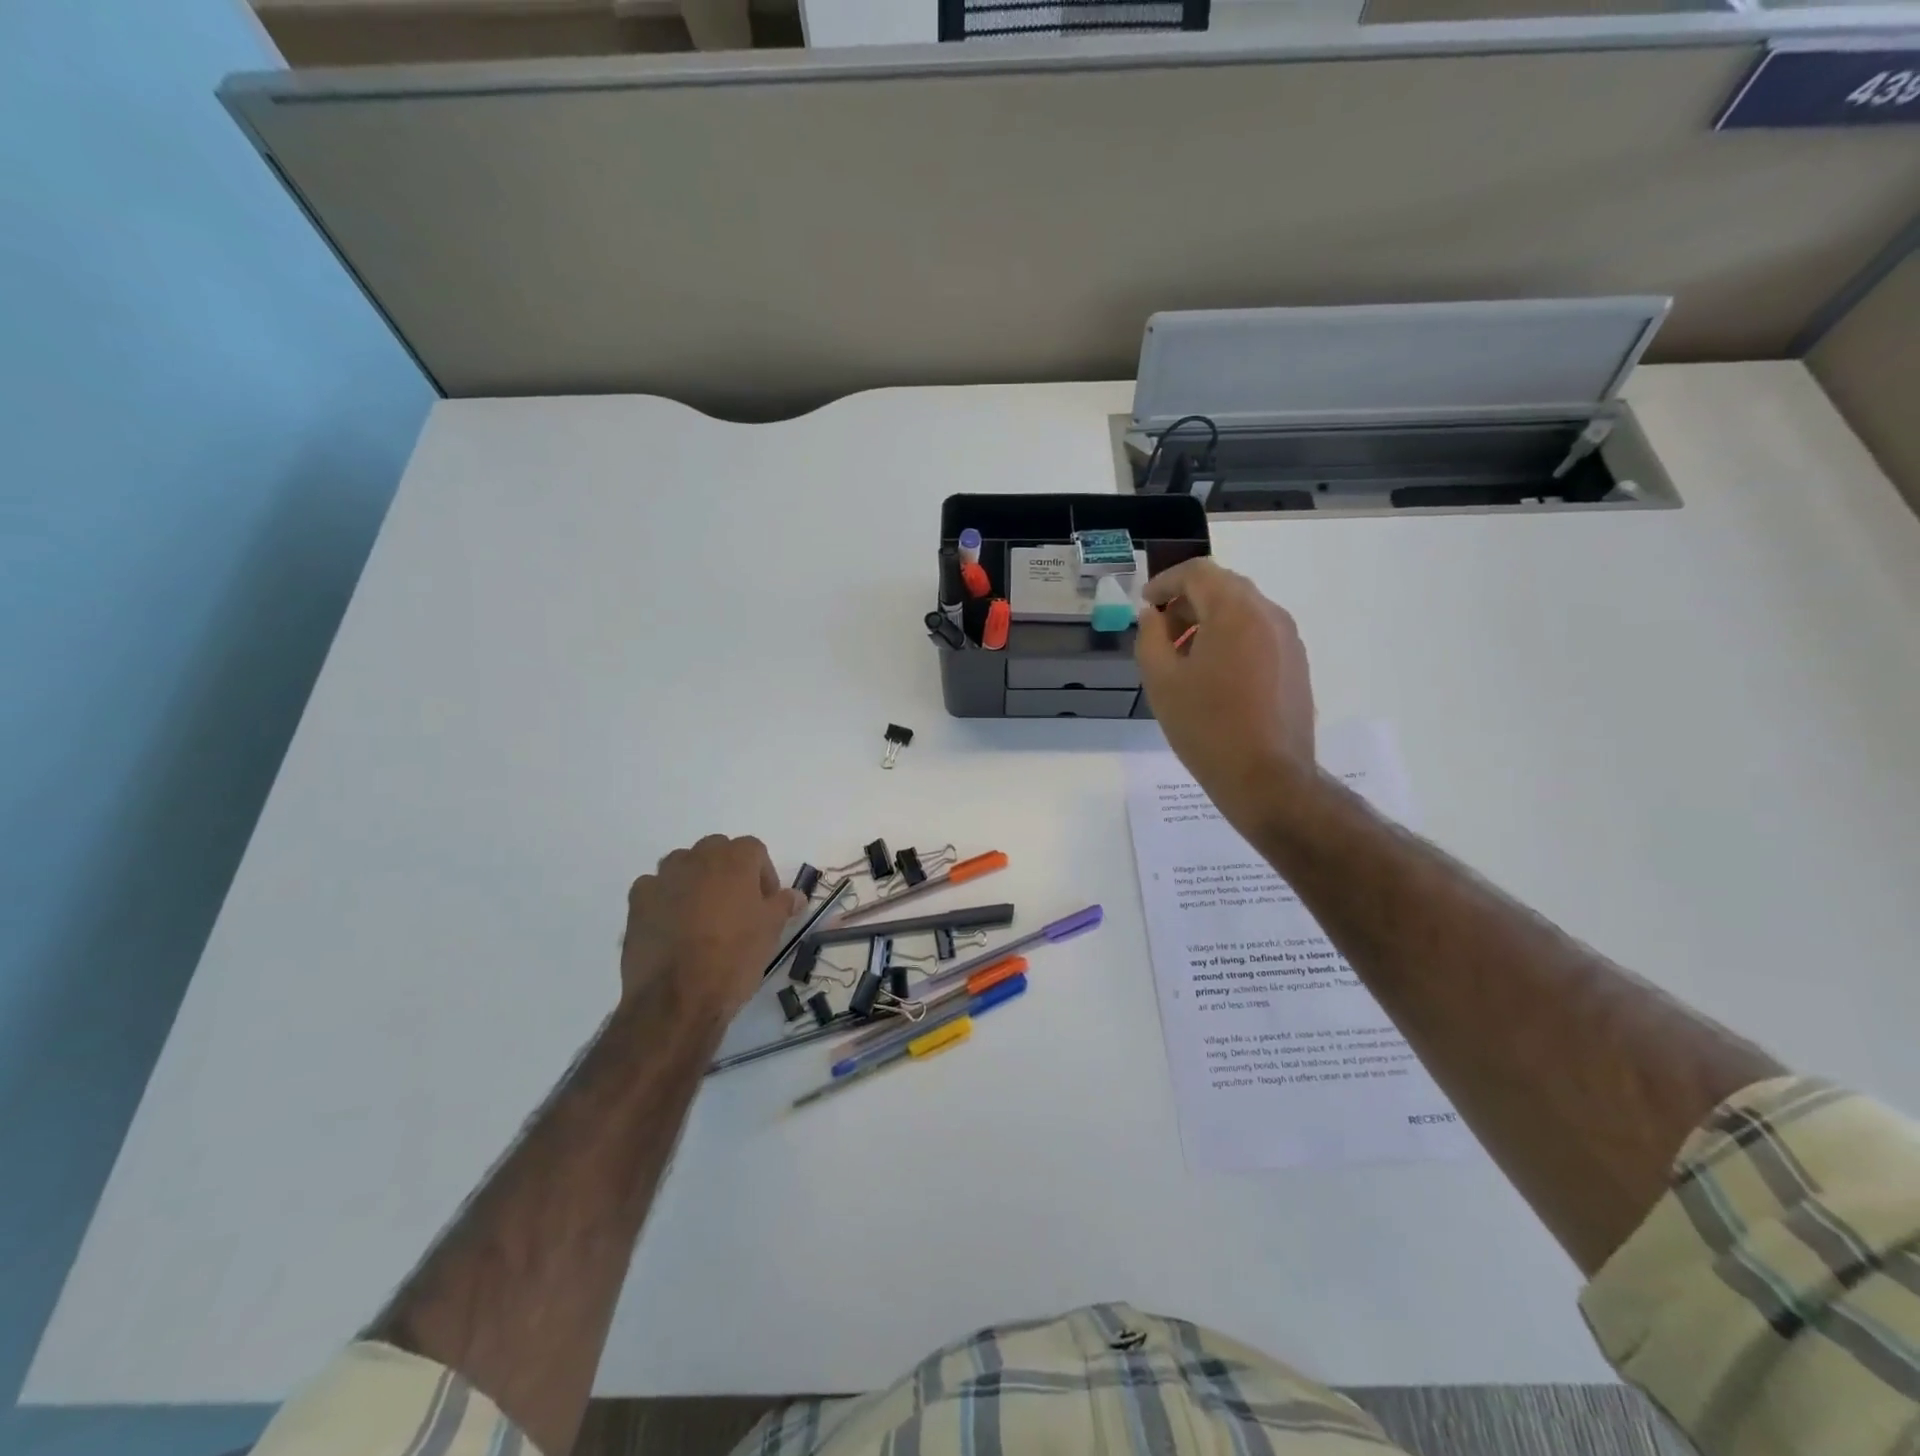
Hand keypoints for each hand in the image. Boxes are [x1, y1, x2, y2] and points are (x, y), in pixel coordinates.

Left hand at [621, 835, 804, 1028]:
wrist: (677, 998)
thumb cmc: (734, 958)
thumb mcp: (771, 932)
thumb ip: (783, 905)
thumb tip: (796, 896)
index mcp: (734, 860)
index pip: (754, 849)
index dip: (763, 874)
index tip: (766, 903)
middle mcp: (697, 858)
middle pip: (717, 851)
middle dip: (728, 871)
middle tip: (736, 906)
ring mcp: (663, 878)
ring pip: (683, 865)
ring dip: (695, 880)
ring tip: (702, 916)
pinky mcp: (637, 902)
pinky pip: (655, 888)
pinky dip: (665, 899)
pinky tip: (672, 926)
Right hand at [1136, 559, 1316, 823]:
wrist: (1267, 778)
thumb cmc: (1206, 727)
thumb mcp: (1162, 681)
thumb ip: (1150, 637)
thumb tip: (1152, 615)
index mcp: (1235, 611)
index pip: (1198, 573)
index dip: (1166, 582)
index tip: (1145, 604)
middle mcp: (1269, 615)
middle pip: (1224, 588)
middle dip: (1188, 601)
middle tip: (1160, 630)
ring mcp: (1289, 640)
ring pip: (1243, 611)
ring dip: (1209, 621)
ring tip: (1183, 656)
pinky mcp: (1296, 664)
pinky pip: (1259, 635)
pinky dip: (1231, 639)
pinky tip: (1213, 675)